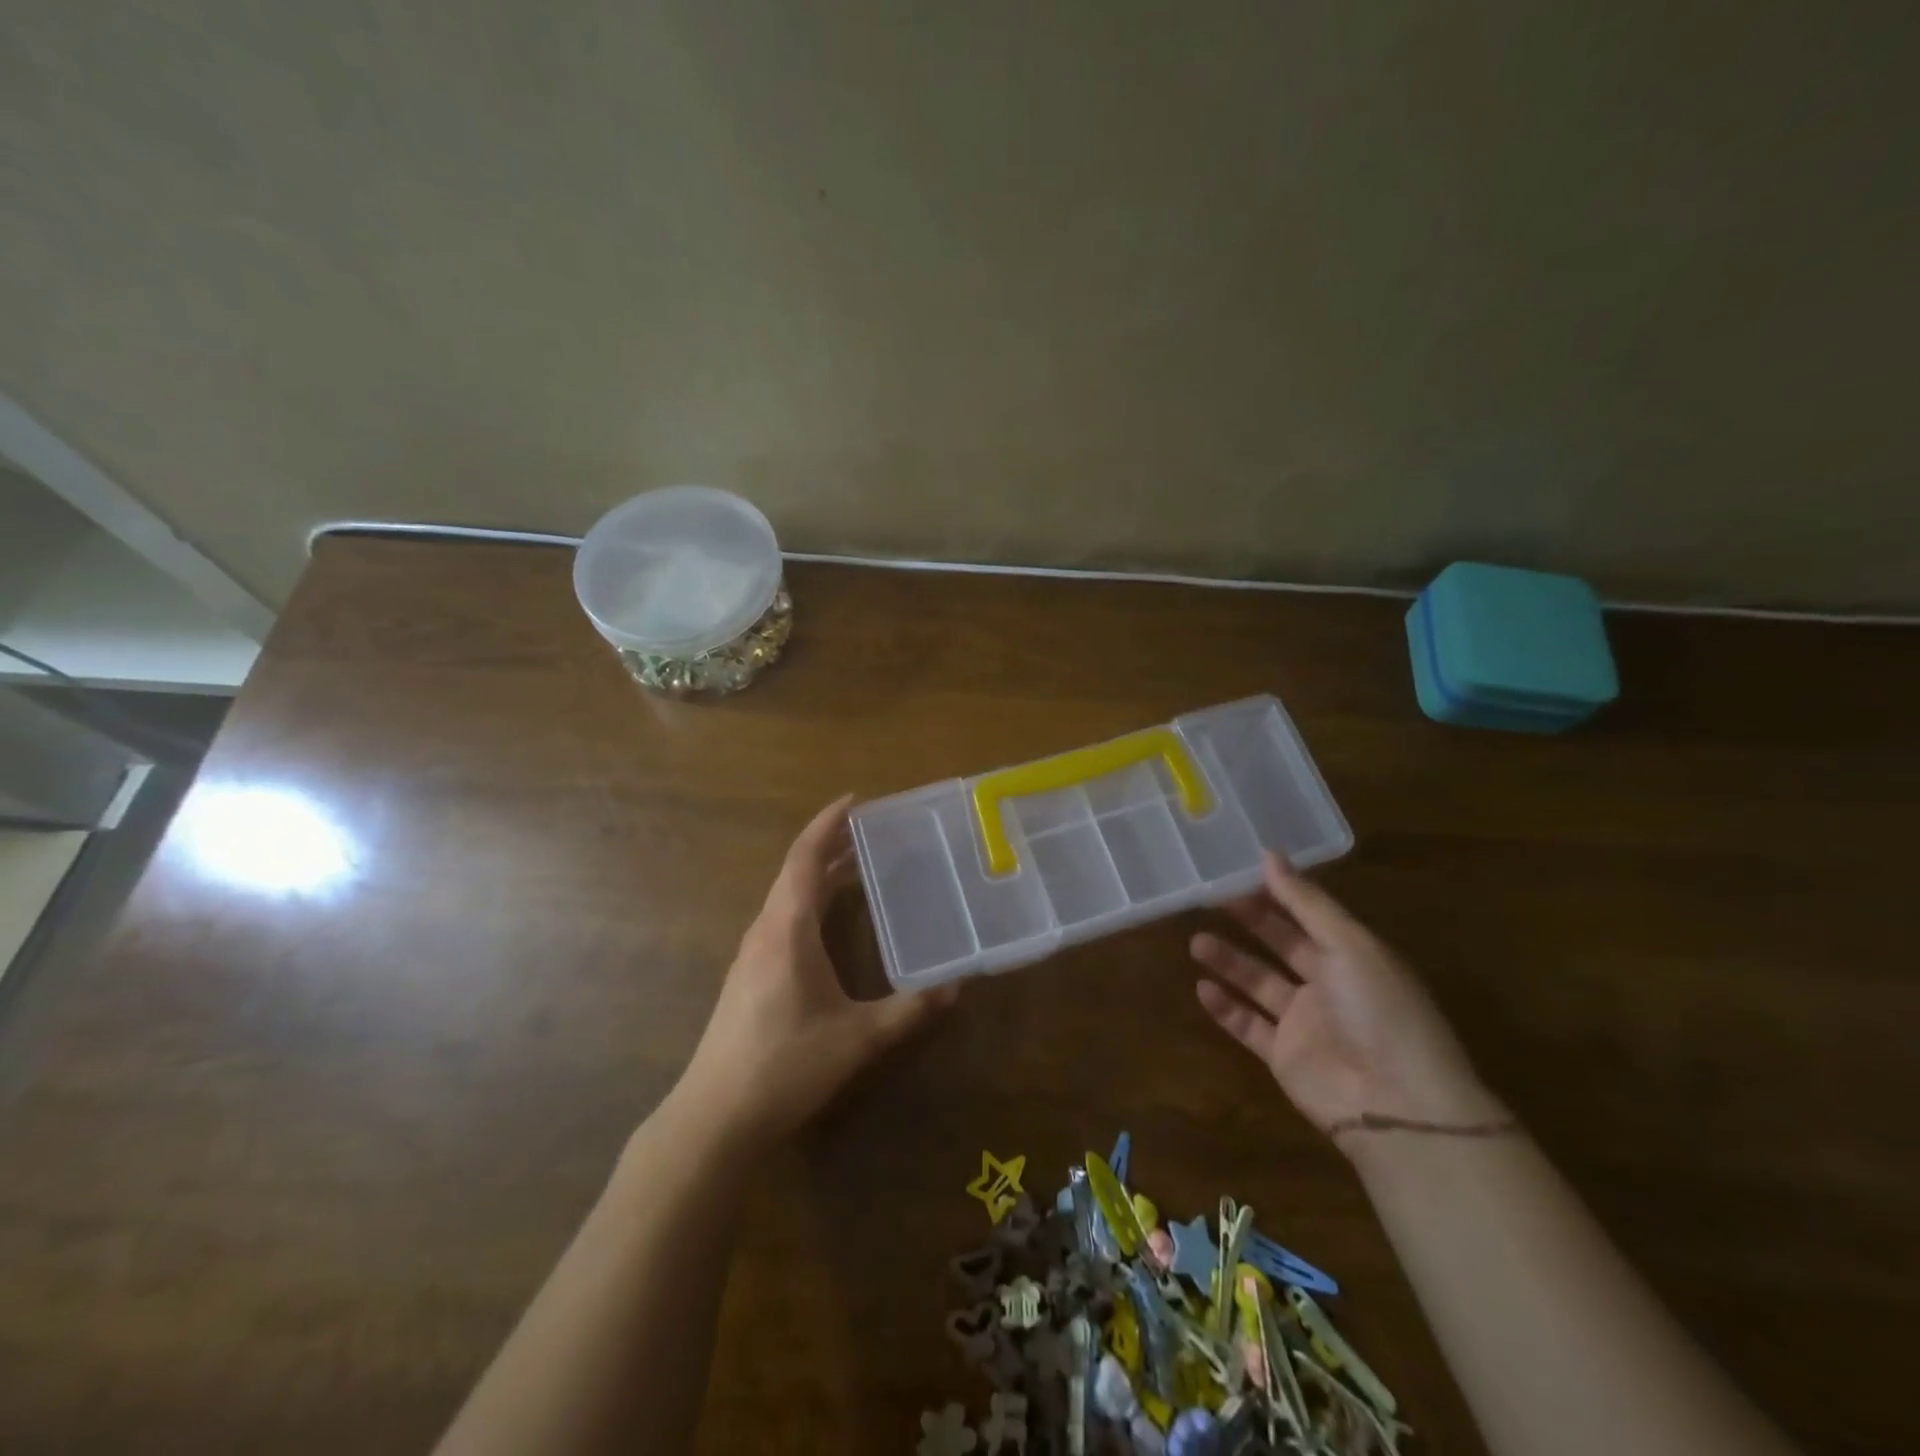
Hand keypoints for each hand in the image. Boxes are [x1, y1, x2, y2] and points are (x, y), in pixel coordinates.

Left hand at [680, 795, 958, 1146]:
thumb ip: (908, 1010)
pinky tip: (830, 920)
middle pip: (796, 871)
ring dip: (818, 874)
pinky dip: (809, 901)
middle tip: (870, 830)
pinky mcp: (750, 975)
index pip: (805, 858)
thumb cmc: (785, 1065)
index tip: (855, 801)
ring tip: (857, 865)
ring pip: (787, 896)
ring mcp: (752, 953)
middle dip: (831, 845)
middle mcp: (766, 930)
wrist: (715, 1116)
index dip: (828, 824)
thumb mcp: (857, 1038)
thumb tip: (956, 987)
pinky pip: (782, 918)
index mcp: (787, 928)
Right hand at [1189, 854, 1504, 1150]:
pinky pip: (1248, 1025)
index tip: (1239, 870)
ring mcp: (1305, 1023)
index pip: (1309, 915)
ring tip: (1196, 942)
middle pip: (1281, 945)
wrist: (1395, 1103)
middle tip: (1209, 898)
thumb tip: (1270, 855)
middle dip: (1249, 921)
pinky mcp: (1284, 1057)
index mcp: (1353, 955)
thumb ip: (1306, 902)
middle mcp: (1329, 985)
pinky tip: (1201, 988)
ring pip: (1259, 983)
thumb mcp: (1349, 944)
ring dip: (1229, 962)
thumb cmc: (1379, 1010)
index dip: (1277, 892)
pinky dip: (1225, 1008)